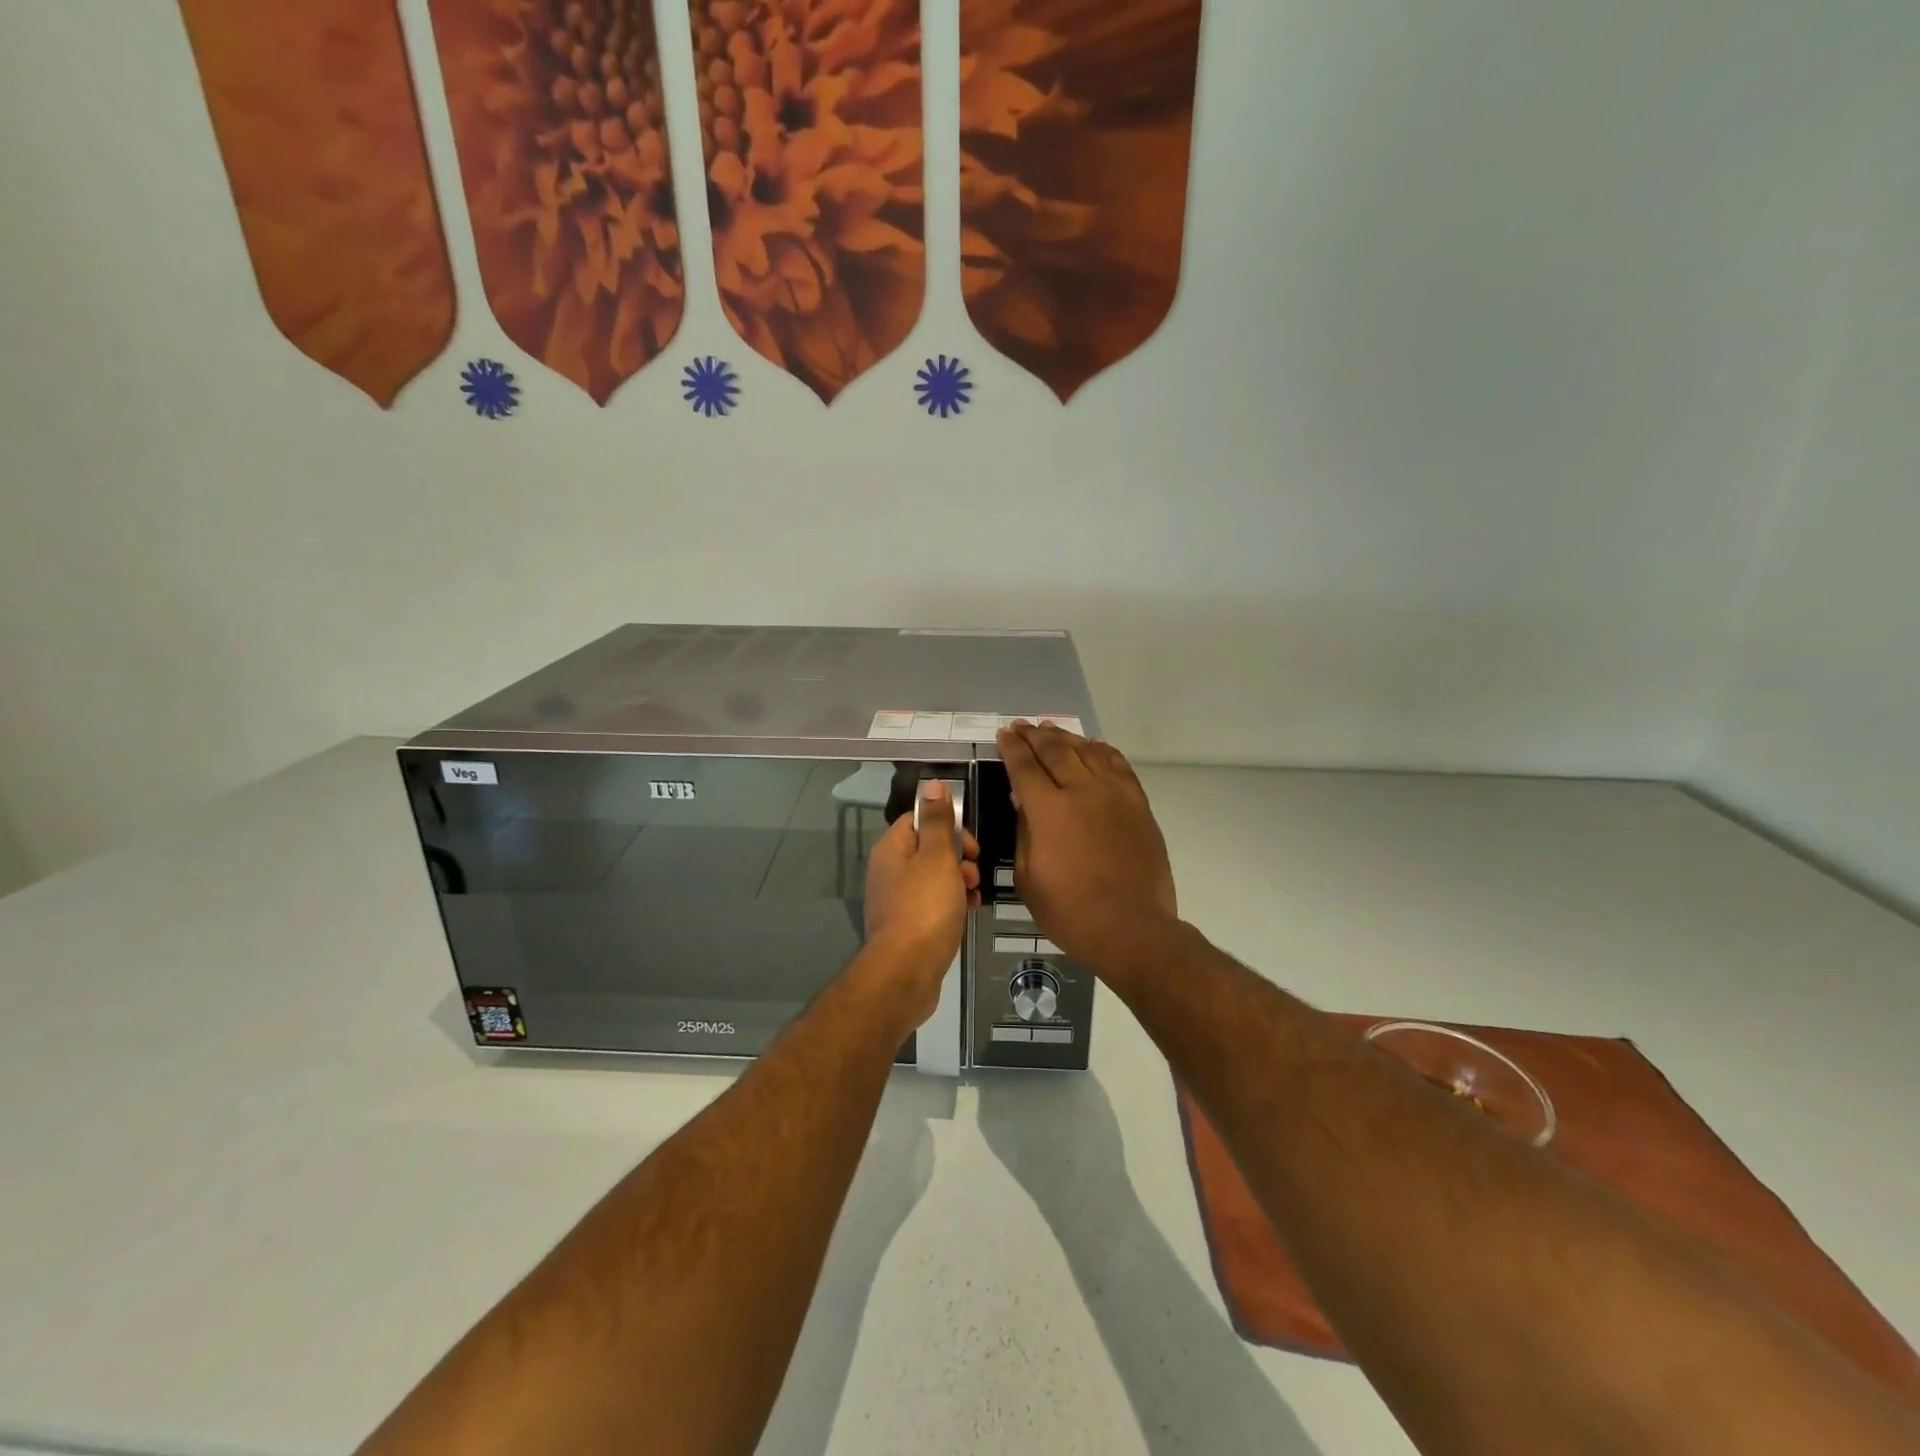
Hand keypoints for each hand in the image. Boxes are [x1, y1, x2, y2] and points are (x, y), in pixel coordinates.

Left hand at [861, 780, 980, 1023]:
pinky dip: (951, 903)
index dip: (948, 825)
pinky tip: (968, 912)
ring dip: (958, 880)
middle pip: (928, 849)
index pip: (919, 819)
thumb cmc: (925, 908)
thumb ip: (938, 821)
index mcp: (892, 849)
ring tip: (975, 894)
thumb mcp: (937, 857)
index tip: (970, 844)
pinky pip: (932, 904)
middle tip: (975, 870)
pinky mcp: (905, 926)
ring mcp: (895, 900)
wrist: (906, 972)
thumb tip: (932, 783)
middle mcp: (888, 871)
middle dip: (958, 856)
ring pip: (933, 878)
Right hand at [996, 723, 1177, 972]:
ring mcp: (1114, 795)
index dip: (1012, 748)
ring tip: (1051, 729)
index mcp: (1049, 810)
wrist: (1131, 928)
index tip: (1004, 734)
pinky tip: (1094, 746)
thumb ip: (1024, 831)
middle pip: (1055, 751)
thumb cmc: (1070, 911)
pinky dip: (1103, 751)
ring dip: (1066, 737)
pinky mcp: (1138, 805)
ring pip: (1088, 752)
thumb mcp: (1027, 877)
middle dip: (1035, 735)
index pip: (1025, 766)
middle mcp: (1082, 791)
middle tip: (1022, 726)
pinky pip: (1119, 766)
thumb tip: (1022, 801)